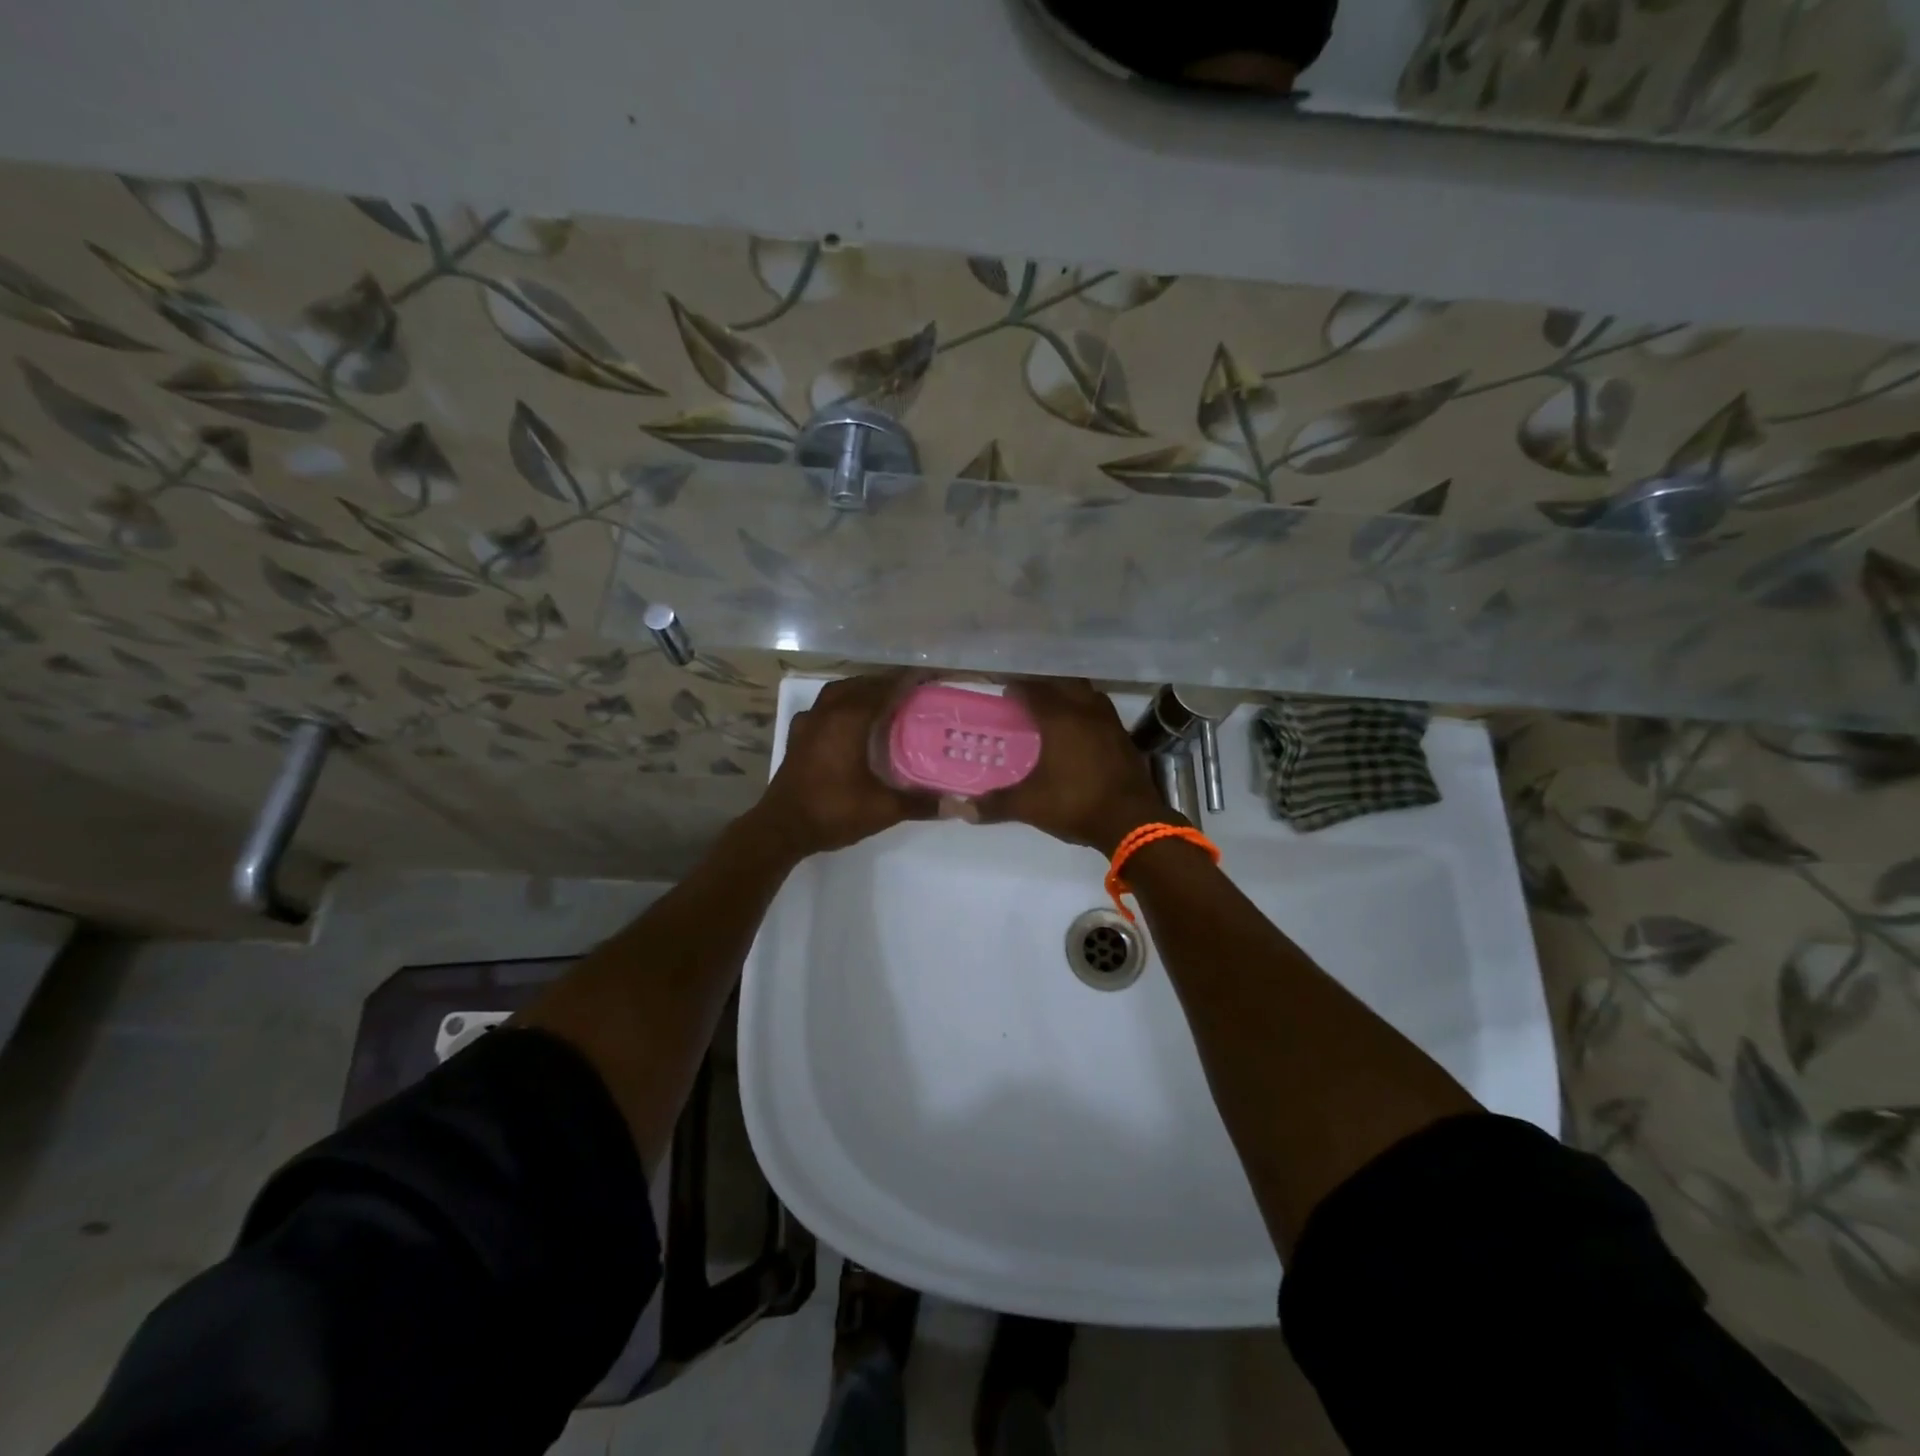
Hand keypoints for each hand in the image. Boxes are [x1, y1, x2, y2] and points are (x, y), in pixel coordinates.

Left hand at [751, 675, 936, 859]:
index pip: (884, 689)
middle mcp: (828, 713)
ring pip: (838, 692)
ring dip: (861, 689)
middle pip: (861, 685)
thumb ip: (920, 803)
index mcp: (850, 721)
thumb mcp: (882, 809)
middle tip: (912, 690)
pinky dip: (839, 705)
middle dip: (887, 683)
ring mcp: (808, 723)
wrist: (782, 828)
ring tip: (882, 698)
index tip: (930, 677)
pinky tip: (846, 720)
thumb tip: (958, 805)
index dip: (908, 681)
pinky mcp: (797, 737)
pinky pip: (822, 708)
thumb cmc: (832, 811)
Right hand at [977, 678, 1168, 853]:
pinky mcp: (1125, 738)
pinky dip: (1088, 713)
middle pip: (1063, 685)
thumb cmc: (1075, 804)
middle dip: (1045, 687)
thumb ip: (995, 804)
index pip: (1034, 691)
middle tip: (1028, 699)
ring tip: (1056, 710)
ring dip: (1070, 696)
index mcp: (1060, 719)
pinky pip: (1102, 713)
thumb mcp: (1029, 805)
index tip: (1005, 693)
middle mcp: (1086, 712)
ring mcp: (1110, 723)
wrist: (1131, 821)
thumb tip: (961, 810)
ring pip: (1088, 695)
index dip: (1018, 689)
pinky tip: (1081, 732)